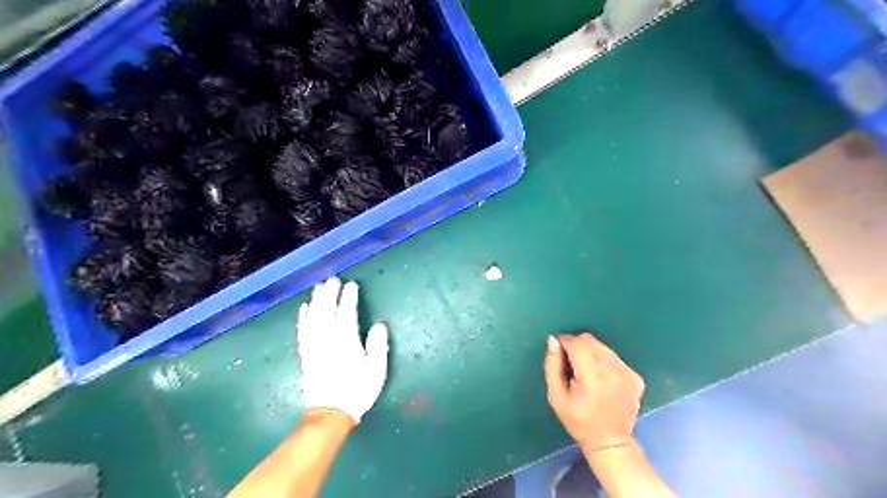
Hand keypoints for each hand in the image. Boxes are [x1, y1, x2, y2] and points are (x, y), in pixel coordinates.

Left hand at [297, 276, 388, 422]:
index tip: (352, 285)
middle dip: (330, 293)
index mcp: (346, 341)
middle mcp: (327, 339)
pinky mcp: (305, 353)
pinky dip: (303, 317)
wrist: (330, 414)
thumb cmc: (357, 391)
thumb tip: (378, 325)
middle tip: (333, 279)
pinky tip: (304, 307)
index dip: (349, 297)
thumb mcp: (376, 371)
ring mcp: (314, 346)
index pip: (346, 313)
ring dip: (316, 300)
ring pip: (313, 317)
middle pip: (327, 310)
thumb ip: (378, 346)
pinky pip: (302, 330)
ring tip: (319, 287)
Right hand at [540, 335, 645, 450]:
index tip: (558, 351)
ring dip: (590, 353)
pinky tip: (601, 379)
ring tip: (586, 373)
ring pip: (602, 346)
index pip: (577, 343)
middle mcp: (614, 371)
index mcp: (593, 378)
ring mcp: (628, 373)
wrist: (610, 442)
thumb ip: (552, 365)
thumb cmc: (578, 420)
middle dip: (576, 346)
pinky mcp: (636, 377)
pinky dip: (603, 361)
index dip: (564, 342)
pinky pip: (614, 357)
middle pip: (590, 341)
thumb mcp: (556, 396)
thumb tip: (553, 340)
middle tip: (571, 364)